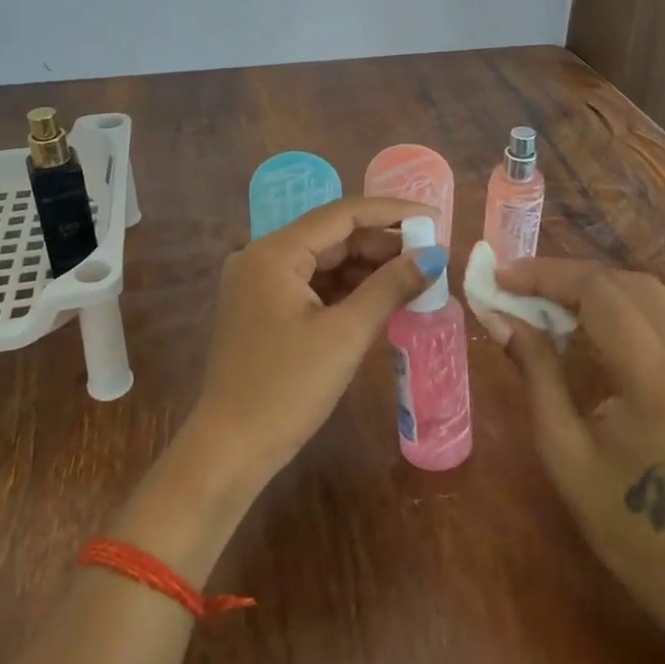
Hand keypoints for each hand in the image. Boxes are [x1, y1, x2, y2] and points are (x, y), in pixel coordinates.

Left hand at [188, 197, 441, 491]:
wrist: (230, 451)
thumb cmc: (288, 389)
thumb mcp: (345, 335)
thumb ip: (390, 287)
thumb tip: (434, 256)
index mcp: (274, 252)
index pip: (342, 215)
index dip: (392, 212)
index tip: (434, 216)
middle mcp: (261, 257)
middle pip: (332, 235)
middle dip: (382, 243)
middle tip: (430, 253)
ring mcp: (259, 283)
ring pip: (324, 260)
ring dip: (367, 267)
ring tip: (414, 275)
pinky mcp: (263, 308)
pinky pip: (312, 284)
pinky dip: (347, 289)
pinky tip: (381, 296)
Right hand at [493, 259, 664, 622]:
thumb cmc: (621, 519)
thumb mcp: (562, 447)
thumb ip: (535, 369)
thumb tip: (498, 315)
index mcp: (657, 378)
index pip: (599, 293)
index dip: (545, 276)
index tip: (500, 276)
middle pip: (624, 282)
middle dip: (565, 275)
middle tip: (515, 285)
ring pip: (644, 290)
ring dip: (591, 285)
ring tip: (541, 297)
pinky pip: (658, 312)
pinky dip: (615, 302)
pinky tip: (580, 319)